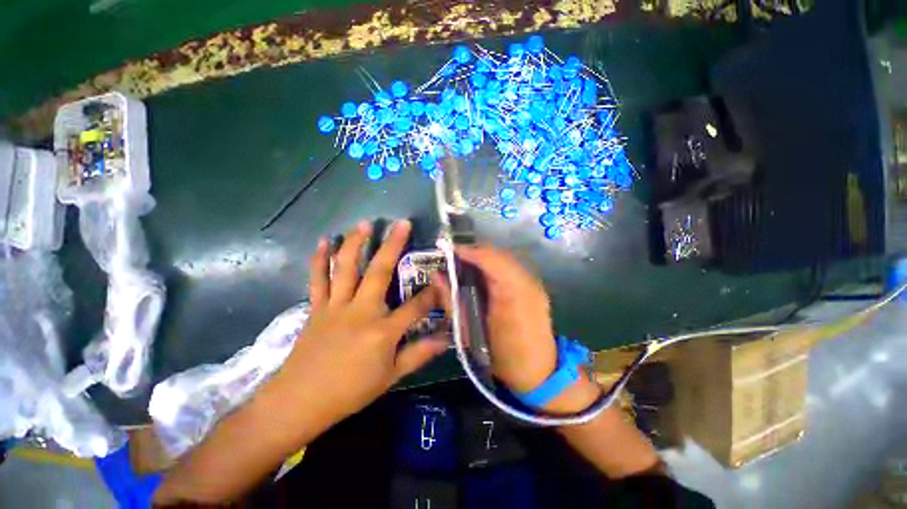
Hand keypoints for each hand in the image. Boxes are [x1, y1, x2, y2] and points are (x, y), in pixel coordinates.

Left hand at [278, 220, 447, 427]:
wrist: (299, 402)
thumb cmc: (349, 391)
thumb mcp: (390, 377)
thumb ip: (419, 354)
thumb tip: (446, 340)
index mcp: (382, 331)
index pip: (415, 307)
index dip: (432, 294)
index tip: (442, 279)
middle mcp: (361, 311)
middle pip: (380, 272)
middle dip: (393, 245)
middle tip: (402, 223)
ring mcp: (336, 306)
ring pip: (346, 268)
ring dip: (356, 243)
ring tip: (365, 223)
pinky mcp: (317, 308)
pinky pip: (318, 279)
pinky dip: (320, 259)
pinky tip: (323, 241)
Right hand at [432, 245, 556, 393]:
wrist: (538, 372)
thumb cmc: (501, 356)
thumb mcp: (469, 331)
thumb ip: (452, 300)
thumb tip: (437, 275)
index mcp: (511, 294)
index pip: (489, 259)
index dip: (467, 251)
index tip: (447, 251)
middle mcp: (526, 282)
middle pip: (497, 254)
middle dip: (473, 253)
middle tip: (453, 260)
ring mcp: (534, 283)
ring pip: (504, 258)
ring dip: (483, 259)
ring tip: (464, 266)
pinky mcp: (534, 287)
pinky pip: (510, 268)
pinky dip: (493, 267)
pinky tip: (482, 276)